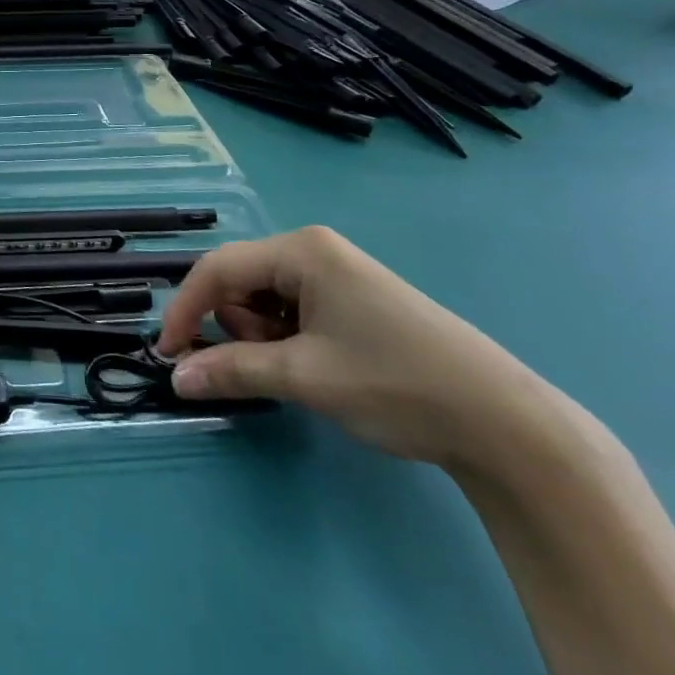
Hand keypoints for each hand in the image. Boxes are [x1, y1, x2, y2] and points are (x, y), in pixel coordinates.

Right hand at [157, 226, 567, 471]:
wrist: (506, 424)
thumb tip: (175, 378)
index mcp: (301, 250)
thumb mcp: (304, 377)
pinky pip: (293, 309)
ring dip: (262, 336)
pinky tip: (317, 367)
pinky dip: (287, 339)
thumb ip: (232, 370)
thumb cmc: (396, 384)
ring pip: (265, 298)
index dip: (186, 309)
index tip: (168, 353)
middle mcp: (315, 250)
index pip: (217, 269)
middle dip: (236, 326)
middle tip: (264, 369)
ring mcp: (338, 273)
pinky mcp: (354, 299)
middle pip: (240, 281)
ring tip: (299, 372)